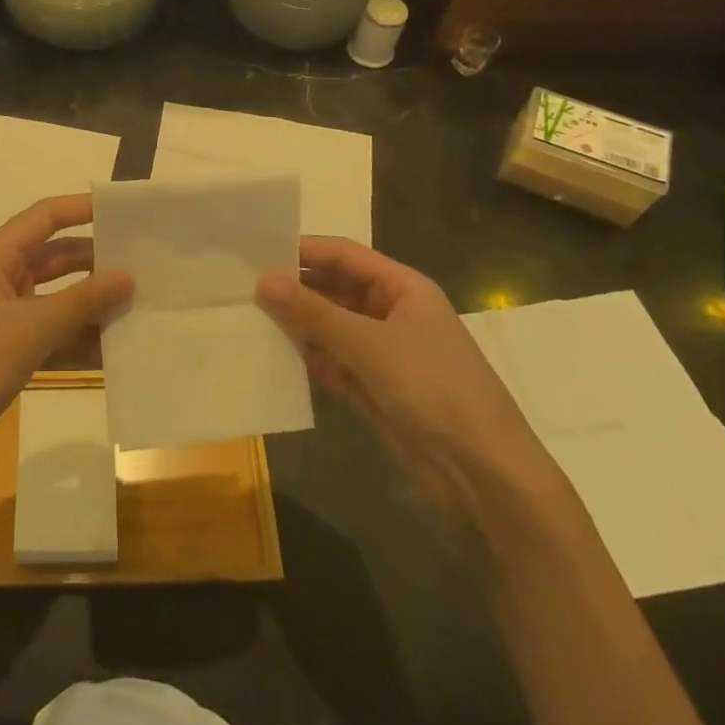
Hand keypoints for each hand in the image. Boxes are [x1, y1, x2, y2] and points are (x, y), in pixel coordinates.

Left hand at [0, 195, 133, 478]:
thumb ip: (83, 300)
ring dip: (91, 301)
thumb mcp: (33, 327)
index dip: (82, 209)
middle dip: (95, 260)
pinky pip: (51, 329)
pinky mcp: (8, 345)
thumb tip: (128, 276)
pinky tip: (114, 347)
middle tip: (143, 263)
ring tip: (138, 302)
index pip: (45, 217)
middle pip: (55, 256)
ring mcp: (3, 313)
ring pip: (56, 295)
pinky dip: (78, 335)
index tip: (124, 211)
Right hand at [257, 238, 551, 509]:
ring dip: (296, 324)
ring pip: (329, 326)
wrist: (483, 474)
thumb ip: (313, 311)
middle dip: (294, 288)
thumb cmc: (432, 388)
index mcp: (403, 288)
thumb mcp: (368, 343)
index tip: (256, 250)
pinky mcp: (373, 387)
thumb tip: (262, 280)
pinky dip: (307, 358)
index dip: (302, 250)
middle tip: (242, 286)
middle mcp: (391, 312)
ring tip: (247, 317)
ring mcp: (383, 351)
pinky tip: (272, 356)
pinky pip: (331, 360)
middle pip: (334, 288)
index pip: (344, 254)